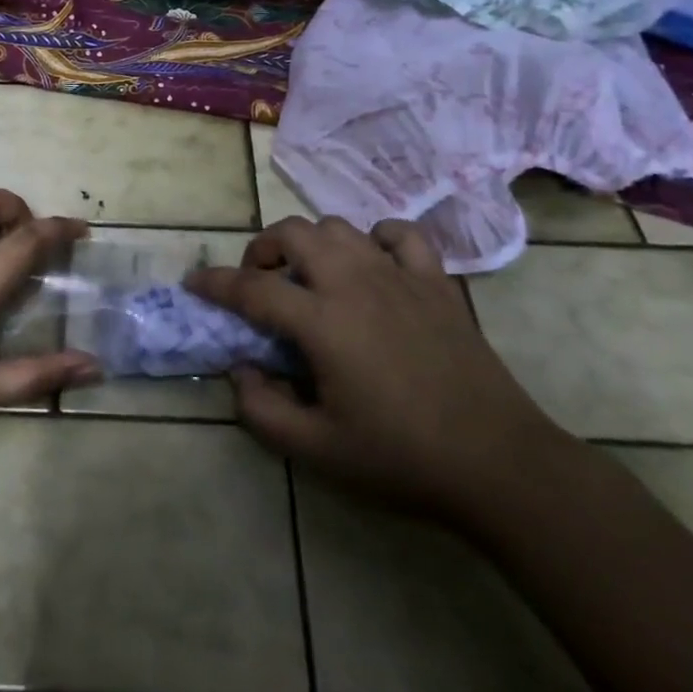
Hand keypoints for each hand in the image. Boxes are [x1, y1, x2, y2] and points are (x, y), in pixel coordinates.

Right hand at [185, 216, 562, 525]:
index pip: (251, 288)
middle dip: (263, 249)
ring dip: (312, 242)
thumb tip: (240, 370)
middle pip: (293, 233)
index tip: (194, 283)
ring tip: (309, 275)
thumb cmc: (400, 458)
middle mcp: (354, 282)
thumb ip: (261, 409)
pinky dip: (376, 239)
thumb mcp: (317, 450)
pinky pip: (400, 235)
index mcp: (321, 321)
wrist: (498, 463)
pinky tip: (372, 265)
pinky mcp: (436, 282)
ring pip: (340, 227)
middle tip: (259, 282)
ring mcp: (398, 275)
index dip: (215, 283)